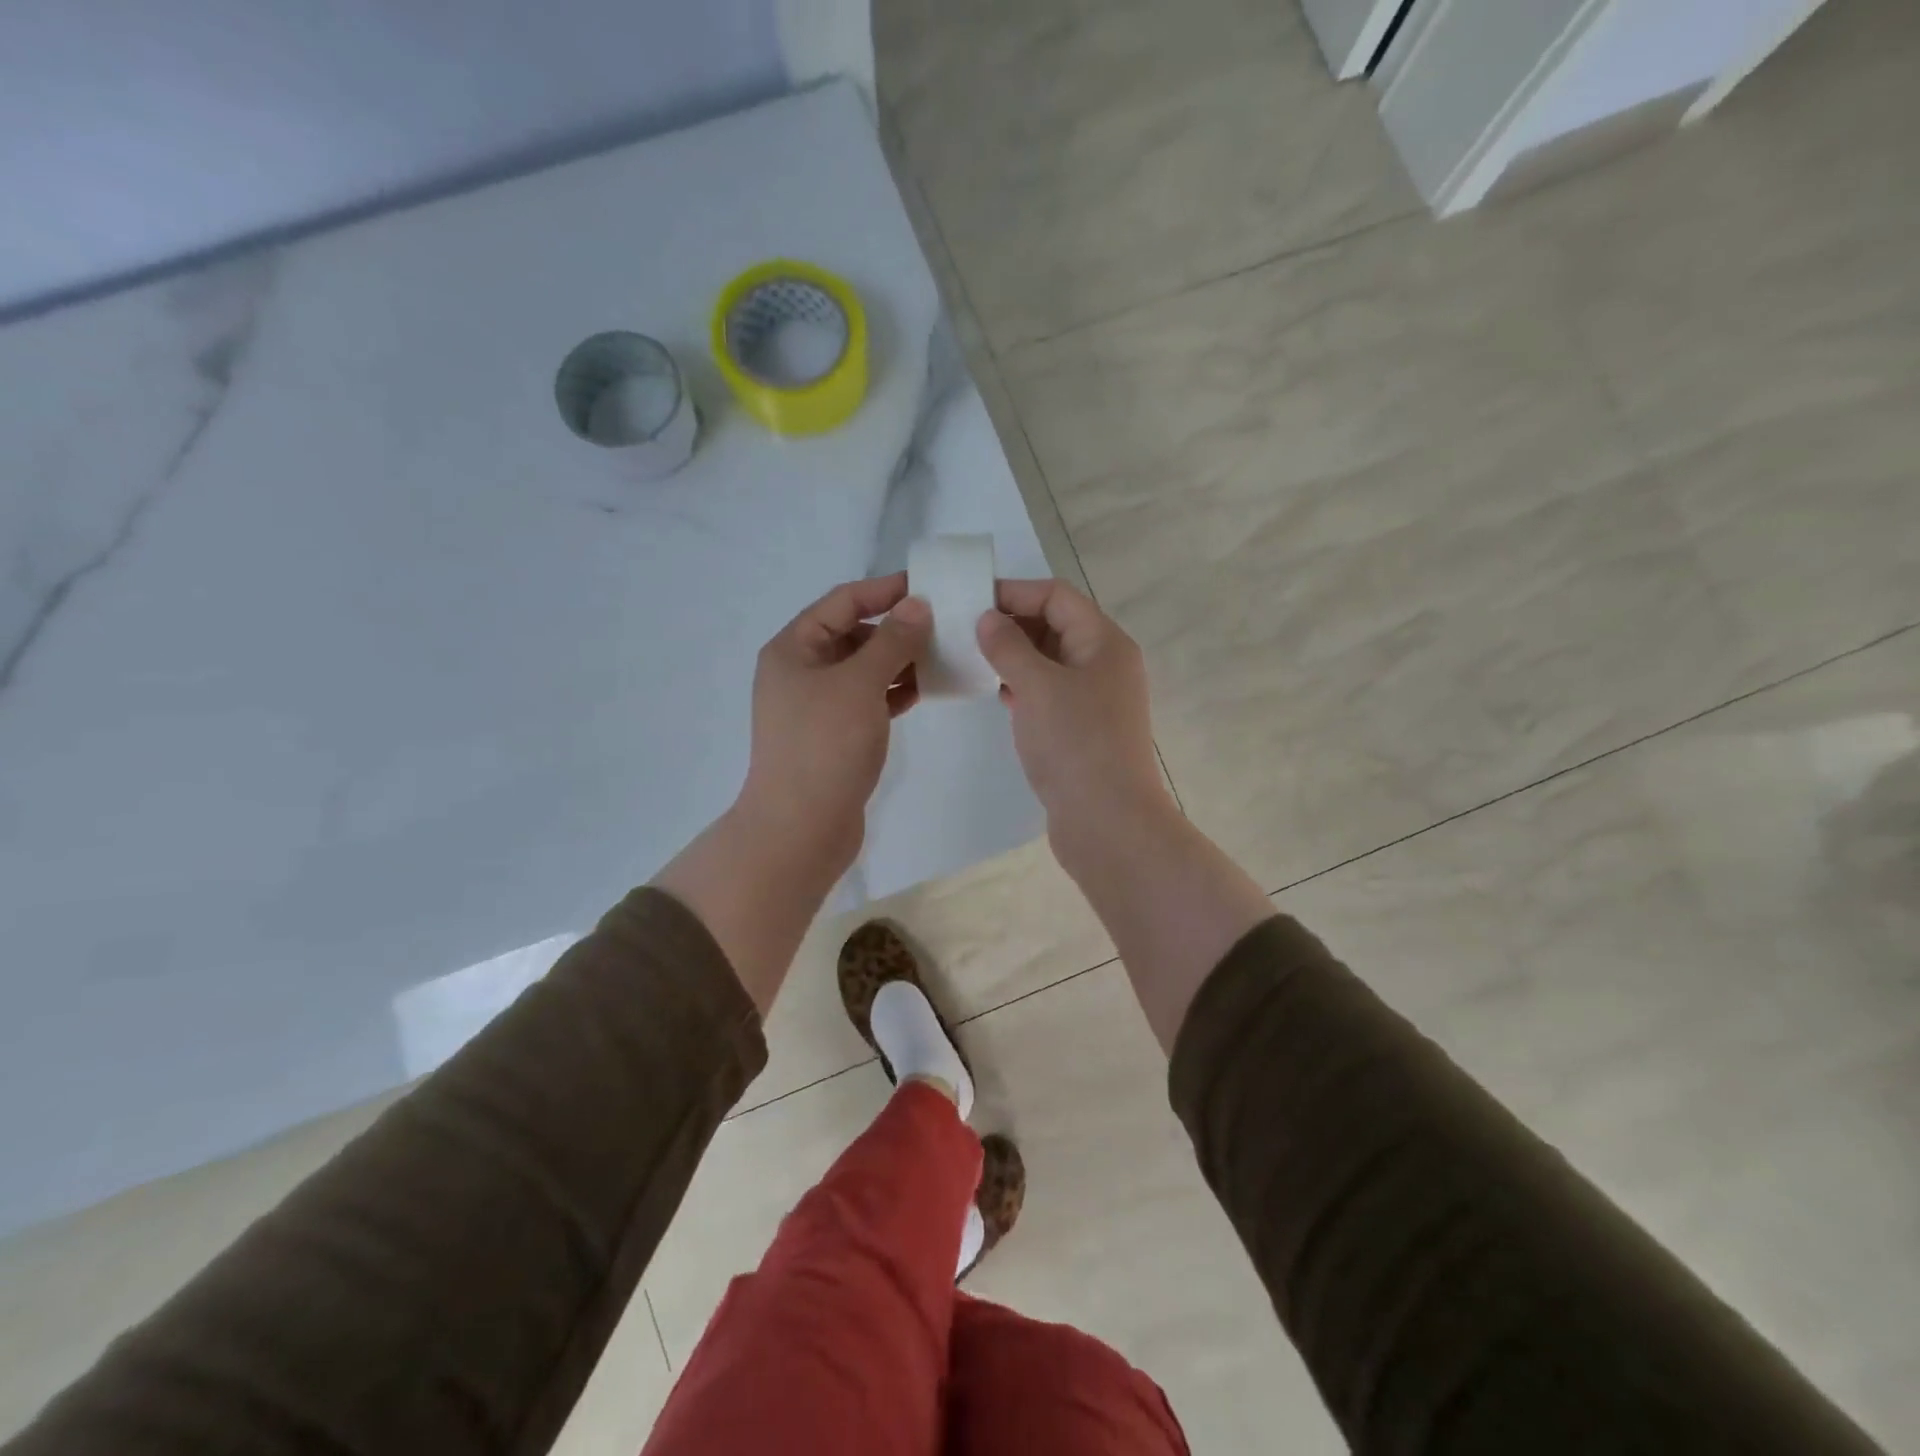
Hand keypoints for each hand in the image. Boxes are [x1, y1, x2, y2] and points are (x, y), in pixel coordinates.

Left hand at [737, 572, 930, 874]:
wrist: (801, 829)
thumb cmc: (825, 747)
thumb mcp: (860, 684)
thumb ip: (891, 641)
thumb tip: (917, 605)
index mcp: (793, 648)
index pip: (843, 601)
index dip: (884, 590)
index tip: (927, 586)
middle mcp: (801, 671)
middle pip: (853, 634)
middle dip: (896, 628)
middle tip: (943, 625)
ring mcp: (818, 705)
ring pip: (864, 669)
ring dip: (899, 660)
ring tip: (942, 655)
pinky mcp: (835, 734)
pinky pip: (868, 699)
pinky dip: (894, 692)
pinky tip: (925, 690)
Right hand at [975, 579, 1175, 857]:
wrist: (1108, 822)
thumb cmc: (1075, 744)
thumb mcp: (1037, 686)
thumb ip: (1009, 646)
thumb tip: (988, 618)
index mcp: (1104, 642)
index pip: (1056, 596)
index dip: (1014, 592)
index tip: (970, 601)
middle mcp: (1104, 664)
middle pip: (1055, 625)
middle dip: (1011, 624)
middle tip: (964, 631)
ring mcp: (1095, 699)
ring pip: (1050, 661)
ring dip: (1014, 657)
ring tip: (973, 660)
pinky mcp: (1082, 729)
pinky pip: (1049, 693)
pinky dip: (1023, 687)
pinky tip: (998, 695)